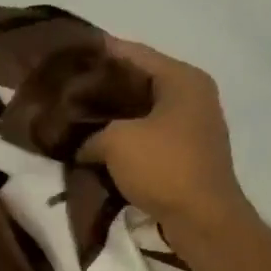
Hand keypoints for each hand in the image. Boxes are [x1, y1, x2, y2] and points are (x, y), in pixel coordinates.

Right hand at [79, 37, 252, 244]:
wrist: (203, 219)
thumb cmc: (164, 167)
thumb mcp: (116, 142)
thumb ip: (91, 134)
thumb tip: (81, 145)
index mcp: (182, 79)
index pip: (134, 53)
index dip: (100, 51)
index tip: (70, 52)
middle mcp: (192, 95)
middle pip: (140, 80)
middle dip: (104, 85)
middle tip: (68, 87)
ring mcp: (193, 125)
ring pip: (144, 110)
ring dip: (113, 115)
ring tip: (77, 115)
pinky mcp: (187, 153)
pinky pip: (149, 135)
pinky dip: (125, 137)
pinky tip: (97, 143)